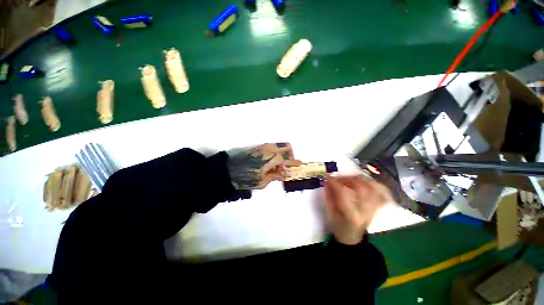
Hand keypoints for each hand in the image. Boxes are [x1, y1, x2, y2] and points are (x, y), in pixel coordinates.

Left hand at [227, 143, 301, 189]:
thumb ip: (275, 176)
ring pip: (279, 145)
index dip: (294, 162)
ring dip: (283, 154)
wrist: (227, 169)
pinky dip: (276, 152)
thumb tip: (284, 174)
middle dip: (290, 155)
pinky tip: (271, 162)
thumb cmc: (245, 178)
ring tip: (277, 166)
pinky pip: (272, 146)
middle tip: (287, 166)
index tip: (299, 165)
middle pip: (286, 146)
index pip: (287, 158)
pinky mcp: (258, 146)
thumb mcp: (262, 182)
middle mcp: (269, 149)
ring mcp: (263, 146)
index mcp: (270, 158)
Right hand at [323, 176, 390, 244]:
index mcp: (351, 216)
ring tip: (349, 178)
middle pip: (361, 187)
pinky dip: (374, 184)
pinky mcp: (378, 206)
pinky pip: (381, 191)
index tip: (327, 177)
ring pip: (372, 186)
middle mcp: (366, 211)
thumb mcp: (329, 212)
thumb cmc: (337, 226)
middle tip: (337, 178)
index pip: (344, 193)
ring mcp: (374, 208)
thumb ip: (328, 195)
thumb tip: (328, 180)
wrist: (351, 236)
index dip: (335, 182)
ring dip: (359, 179)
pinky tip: (364, 182)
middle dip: (346, 178)